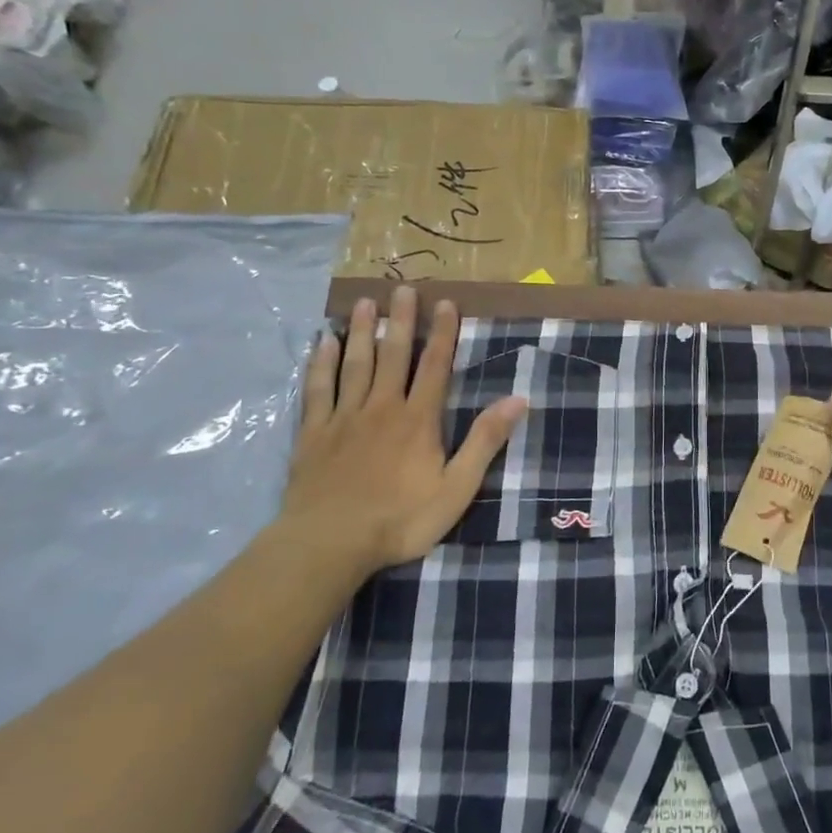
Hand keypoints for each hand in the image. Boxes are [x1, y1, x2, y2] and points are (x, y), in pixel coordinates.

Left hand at [272, 286, 527, 577]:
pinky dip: (320, 364)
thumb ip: (484, 442)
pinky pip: (317, 390)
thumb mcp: (457, 488)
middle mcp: (381, 408)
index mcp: (418, 420)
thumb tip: (518, 400)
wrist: (329, 544)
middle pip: (392, 355)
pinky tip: (323, 342)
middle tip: (402, 287)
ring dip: (361, 332)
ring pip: (354, 364)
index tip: (445, 303)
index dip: (442, 333)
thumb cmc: (400, 520)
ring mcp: (343, 418)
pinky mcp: (313, 434)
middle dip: (400, 320)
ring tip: (364, 302)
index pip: (434, 367)